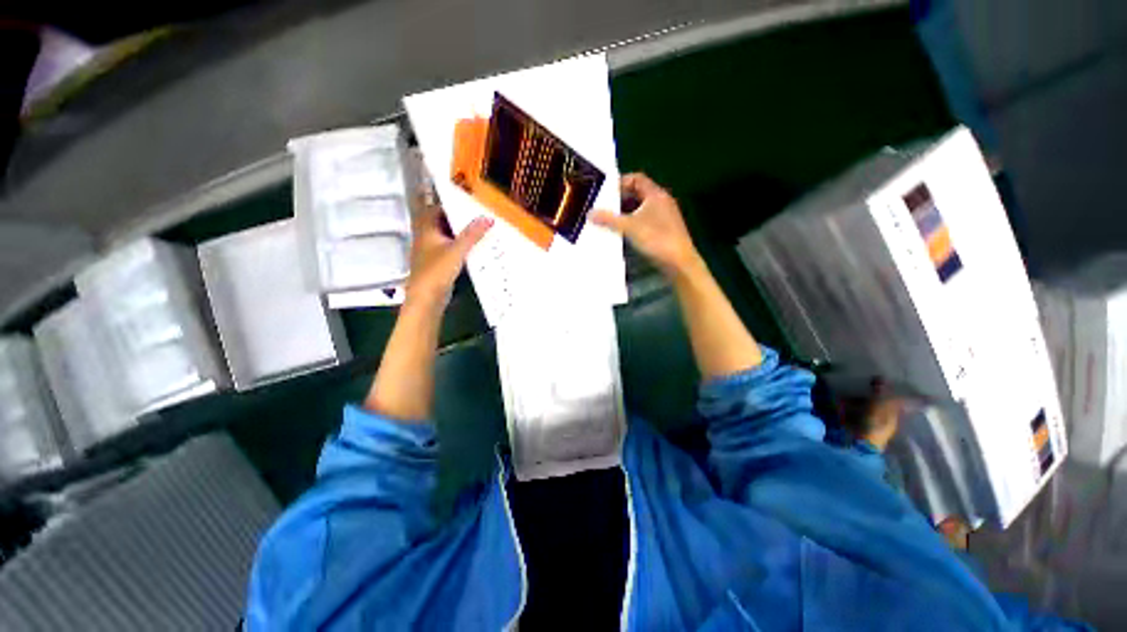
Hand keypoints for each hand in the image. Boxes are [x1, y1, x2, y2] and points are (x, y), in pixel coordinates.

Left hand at [405, 201, 492, 308]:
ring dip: (462, 235)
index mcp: (426, 228)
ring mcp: (431, 251)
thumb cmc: (437, 270)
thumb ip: (472, 234)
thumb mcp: (457, 250)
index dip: (452, 205)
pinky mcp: (437, 264)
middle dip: (460, 220)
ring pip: (448, 237)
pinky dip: (461, 248)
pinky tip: (475, 250)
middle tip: (479, 217)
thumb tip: (488, 217)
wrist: (426, 298)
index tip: (470, 204)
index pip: (437, 208)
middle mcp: (426, 237)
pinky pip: (451, 250)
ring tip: (481, 231)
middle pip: (443, 223)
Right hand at [591, 173, 700, 276]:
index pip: (636, 179)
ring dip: (625, 213)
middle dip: (620, 200)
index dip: (620, 182)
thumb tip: (589, 213)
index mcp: (656, 194)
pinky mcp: (664, 230)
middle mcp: (661, 202)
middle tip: (604, 207)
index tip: (605, 192)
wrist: (679, 262)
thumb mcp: (629, 227)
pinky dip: (633, 224)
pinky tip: (622, 233)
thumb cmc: (656, 238)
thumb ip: (608, 219)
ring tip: (609, 220)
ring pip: (641, 209)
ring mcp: (664, 217)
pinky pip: (645, 221)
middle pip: (638, 194)